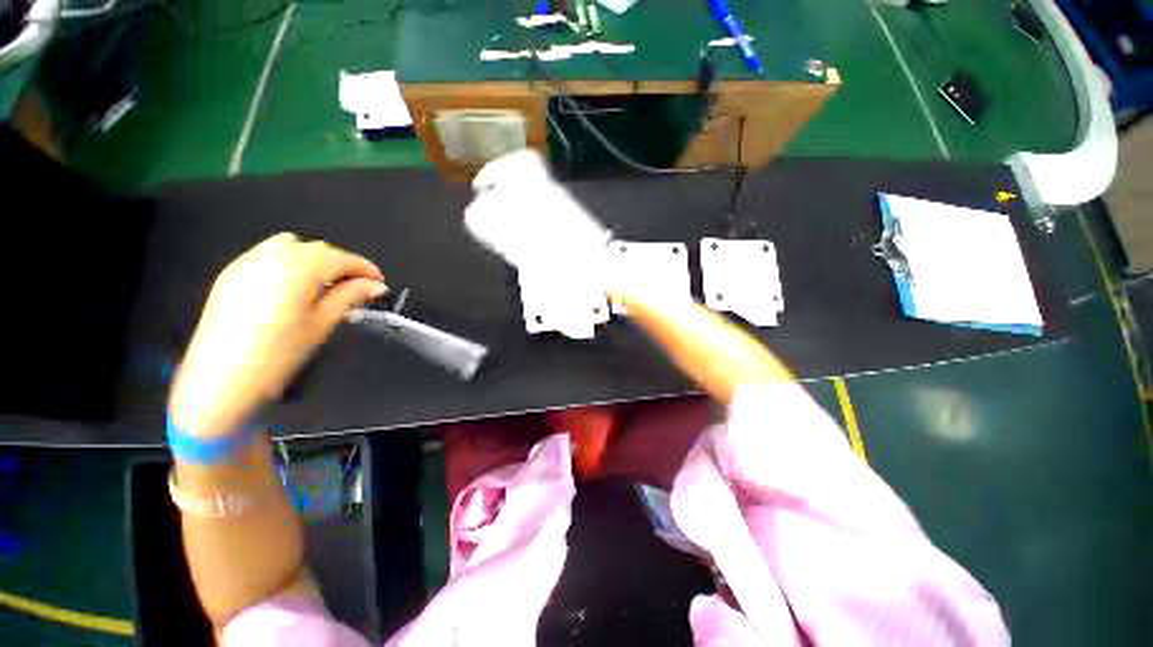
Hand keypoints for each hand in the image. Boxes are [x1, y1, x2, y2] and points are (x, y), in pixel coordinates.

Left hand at [169, 233, 385, 437]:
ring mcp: (247, 263)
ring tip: (326, 283)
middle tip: (358, 286)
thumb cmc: (278, 355)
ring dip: (316, 259)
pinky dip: (290, 261)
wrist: (219, 379)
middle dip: (342, 263)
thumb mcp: (321, 324)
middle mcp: (271, 257)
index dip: (365, 268)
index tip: (380, 283)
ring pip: (291, 246)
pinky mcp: (232, 274)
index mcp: (297, 270)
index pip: (340, 258)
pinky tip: (295, 285)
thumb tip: (376, 285)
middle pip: (317, 249)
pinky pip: (268, 254)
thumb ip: (350, 297)